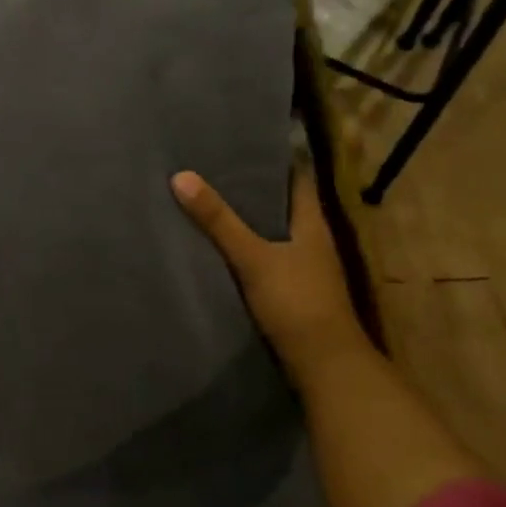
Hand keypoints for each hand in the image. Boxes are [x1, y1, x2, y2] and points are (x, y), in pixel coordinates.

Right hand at [170, 165, 368, 375]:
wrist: (323, 364)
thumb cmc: (295, 301)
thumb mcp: (252, 257)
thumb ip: (218, 220)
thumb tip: (181, 176)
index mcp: (312, 222)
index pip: (298, 177)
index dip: (276, 158)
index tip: (243, 142)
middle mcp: (312, 240)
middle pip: (282, 203)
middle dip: (254, 187)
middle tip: (214, 167)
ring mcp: (304, 267)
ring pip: (273, 231)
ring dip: (249, 218)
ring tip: (210, 200)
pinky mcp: (291, 291)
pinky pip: (265, 257)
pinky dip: (246, 247)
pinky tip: (220, 247)